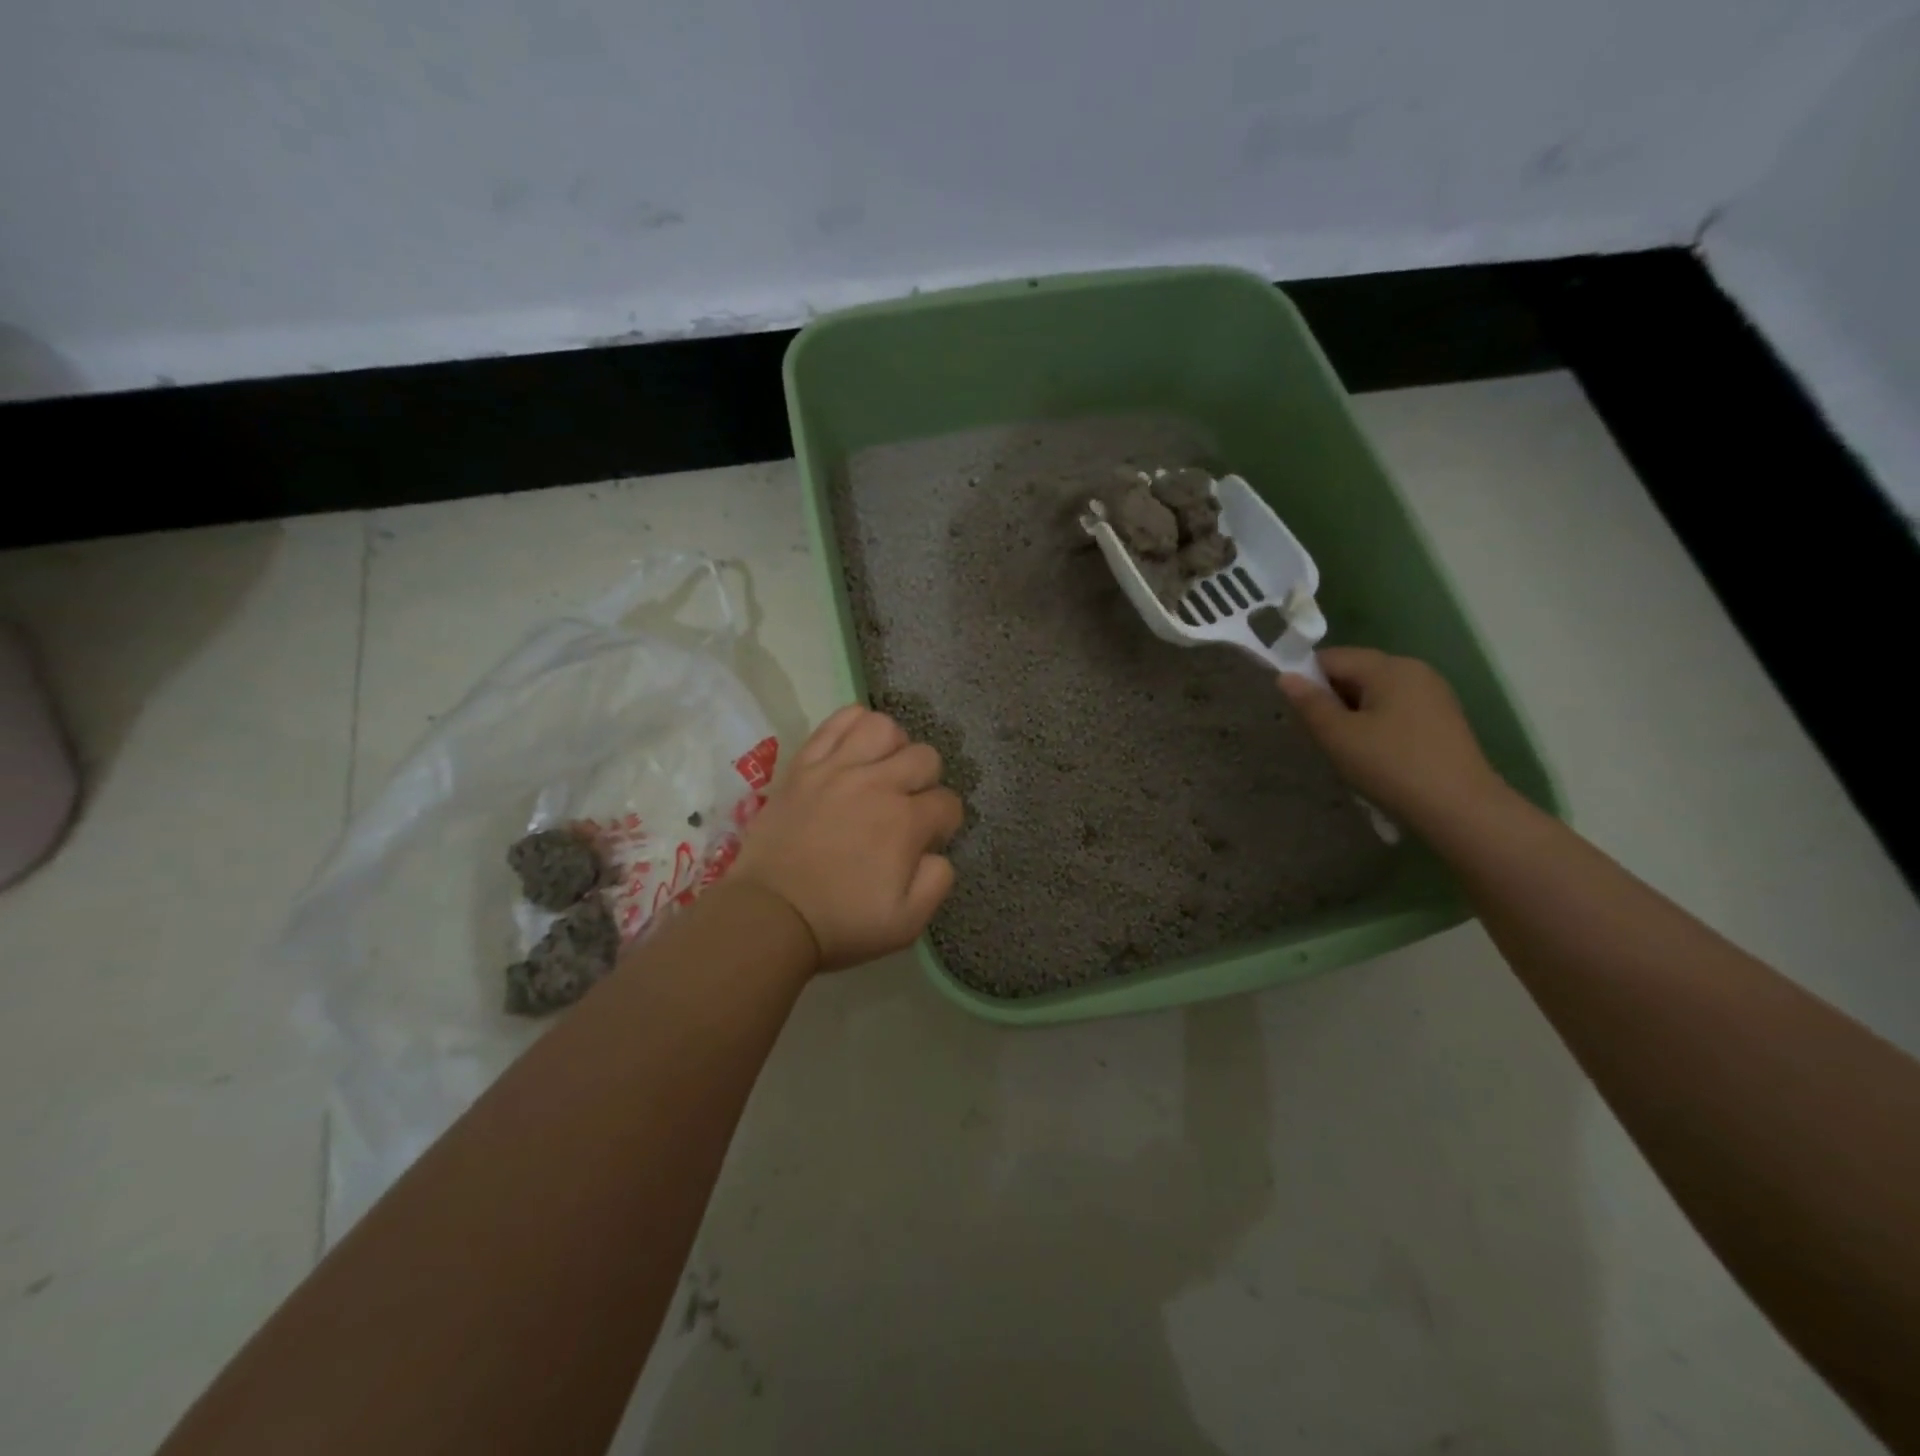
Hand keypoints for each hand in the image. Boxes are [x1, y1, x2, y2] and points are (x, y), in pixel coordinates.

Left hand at [732, 705, 964, 971]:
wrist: (769, 915)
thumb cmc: (841, 923)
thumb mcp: (907, 923)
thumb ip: (938, 882)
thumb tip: (938, 852)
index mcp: (905, 822)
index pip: (948, 803)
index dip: (945, 823)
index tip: (929, 840)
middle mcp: (877, 784)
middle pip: (925, 757)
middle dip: (927, 782)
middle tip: (908, 805)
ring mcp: (837, 769)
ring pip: (884, 727)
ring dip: (893, 746)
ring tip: (882, 769)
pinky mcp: (804, 765)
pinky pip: (836, 722)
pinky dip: (853, 723)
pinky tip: (856, 745)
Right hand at [1280, 648, 1509, 833]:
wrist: (1461, 808)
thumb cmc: (1392, 766)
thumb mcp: (1339, 736)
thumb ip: (1310, 703)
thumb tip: (1286, 676)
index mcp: (1388, 667)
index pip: (1332, 657)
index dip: (1307, 679)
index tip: (1299, 714)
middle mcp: (1414, 670)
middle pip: (1356, 671)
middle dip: (1331, 697)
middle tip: (1321, 735)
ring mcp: (1433, 693)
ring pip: (1375, 692)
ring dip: (1353, 712)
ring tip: (1347, 747)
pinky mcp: (1442, 718)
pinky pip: (1396, 707)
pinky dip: (1377, 722)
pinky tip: (1376, 753)